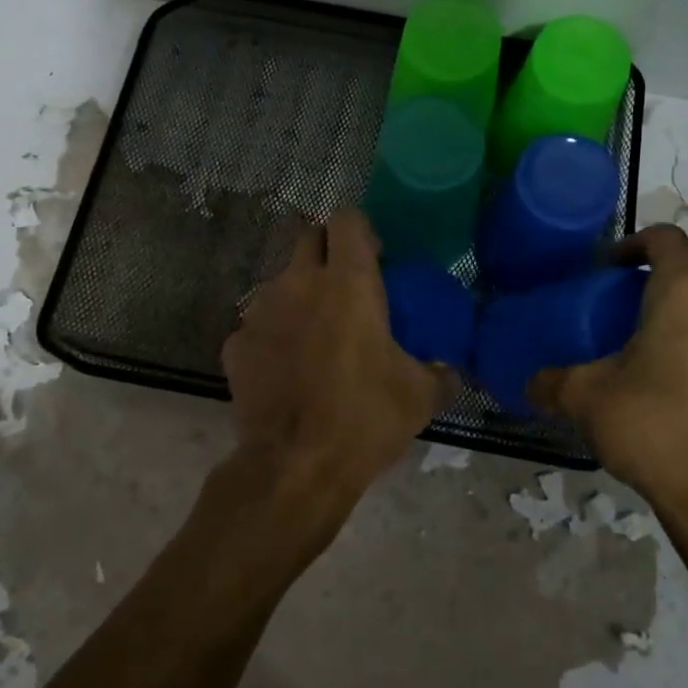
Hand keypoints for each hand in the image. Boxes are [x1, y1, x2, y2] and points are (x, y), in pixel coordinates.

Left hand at [219, 210, 457, 527]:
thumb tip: (452, 370)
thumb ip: (441, 373)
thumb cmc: (364, 419)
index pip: (347, 220)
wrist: (294, 467)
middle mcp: (298, 283)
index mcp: (348, 282)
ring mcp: (260, 311)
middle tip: (348, 289)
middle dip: (327, 252)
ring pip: (281, 282)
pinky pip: (258, 324)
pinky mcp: (235, 344)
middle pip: (308, 238)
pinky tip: (287, 369)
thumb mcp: (419, 397)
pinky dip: (273, 335)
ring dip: (299, 295)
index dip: (361, 232)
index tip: (375, 258)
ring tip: (316, 335)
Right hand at [530, 226, 687, 513]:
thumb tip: (528, 385)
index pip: (665, 238)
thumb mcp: (586, 399)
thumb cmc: (653, 426)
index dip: (634, 243)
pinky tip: (686, 380)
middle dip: (662, 275)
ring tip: (656, 341)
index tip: (608, 268)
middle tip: (626, 303)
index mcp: (687, 292)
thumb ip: (551, 383)